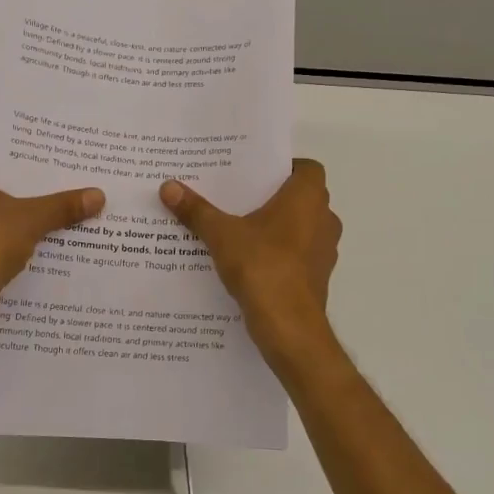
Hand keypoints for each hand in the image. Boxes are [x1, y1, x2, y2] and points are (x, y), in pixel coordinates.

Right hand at [160, 159, 340, 360]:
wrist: (288, 326)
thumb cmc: (262, 266)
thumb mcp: (221, 235)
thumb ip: (196, 210)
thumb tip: (168, 186)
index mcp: (308, 197)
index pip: (307, 168)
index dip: (284, 167)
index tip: (255, 175)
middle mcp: (325, 219)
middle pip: (302, 198)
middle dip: (273, 198)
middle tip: (238, 198)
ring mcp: (325, 250)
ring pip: (301, 228)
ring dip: (277, 228)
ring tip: (240, 230)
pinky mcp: (319, 277)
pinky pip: (299, 255)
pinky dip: (280, 254)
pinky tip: (250, 262)